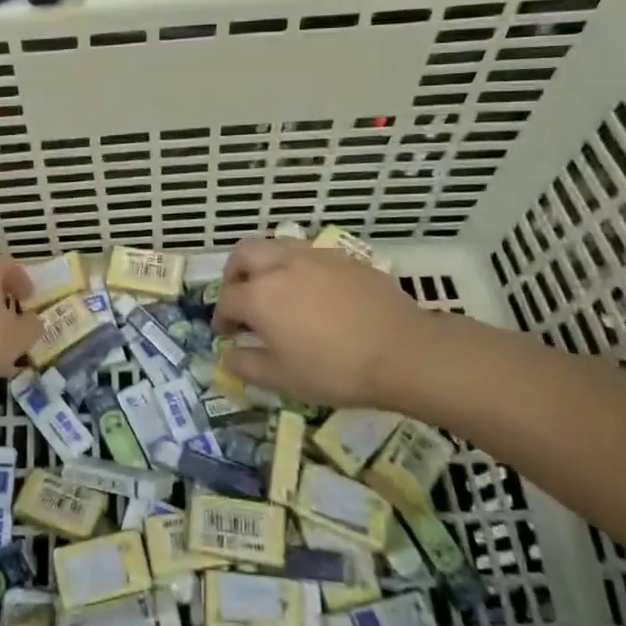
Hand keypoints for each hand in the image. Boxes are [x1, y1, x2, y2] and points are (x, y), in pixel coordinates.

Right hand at [213, 238, 492, 416]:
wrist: (403, 353)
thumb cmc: (335, 370)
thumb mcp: (282, 380)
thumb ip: (246, 366)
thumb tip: (228, 356)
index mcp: (259, 295)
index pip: (226, 299)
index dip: (222, 318)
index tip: (227, 334)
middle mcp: (281, 265)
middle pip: (244, 254)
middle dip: (235, 275)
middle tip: (242, 298)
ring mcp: (314, 257)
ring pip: (276, 245)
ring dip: (265, 264)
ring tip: (276, 290)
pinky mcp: (344, 258)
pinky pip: (309, 254)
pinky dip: (298, 267)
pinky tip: (314, 292)